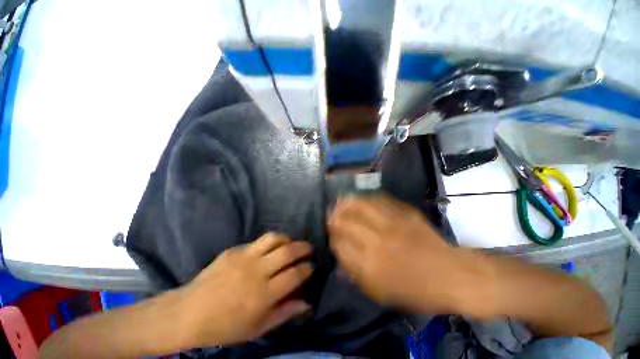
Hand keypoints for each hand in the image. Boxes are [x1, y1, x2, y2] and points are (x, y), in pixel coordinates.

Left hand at [180, 233, 312, 346]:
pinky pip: (257, 241)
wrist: (188, 313)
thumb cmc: (225, 327)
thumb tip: (307, 303)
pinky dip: (268, 244)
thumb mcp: (257, 328)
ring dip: (287, 239)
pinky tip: (267, 250)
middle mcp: (257, 272)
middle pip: (288, 252)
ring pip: (274, 238)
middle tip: (308, 249)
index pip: (295, 275)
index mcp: (263, 295)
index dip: (307, 268)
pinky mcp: (234, 250)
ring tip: (290, 244)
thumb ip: (284, 313)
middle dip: (303, 248)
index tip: (311, 267)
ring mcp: (244, 257)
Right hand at [329, 194, 474, 313]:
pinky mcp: (403, 213)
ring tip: (339, 201)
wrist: (452, 274)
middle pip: (346, 222)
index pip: (340, 246)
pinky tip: (359, 198)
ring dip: (346, 203)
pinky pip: (379, 201)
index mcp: (370, 267)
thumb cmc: (416, 290)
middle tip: (330, 215)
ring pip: (360, 206)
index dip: (332, 238)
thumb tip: (339, 258)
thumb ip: (356, 275)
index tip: (331, 235)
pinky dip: (365, 198)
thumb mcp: (382, 293)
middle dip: (334, 218)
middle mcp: (376, 242)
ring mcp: (391, 224)